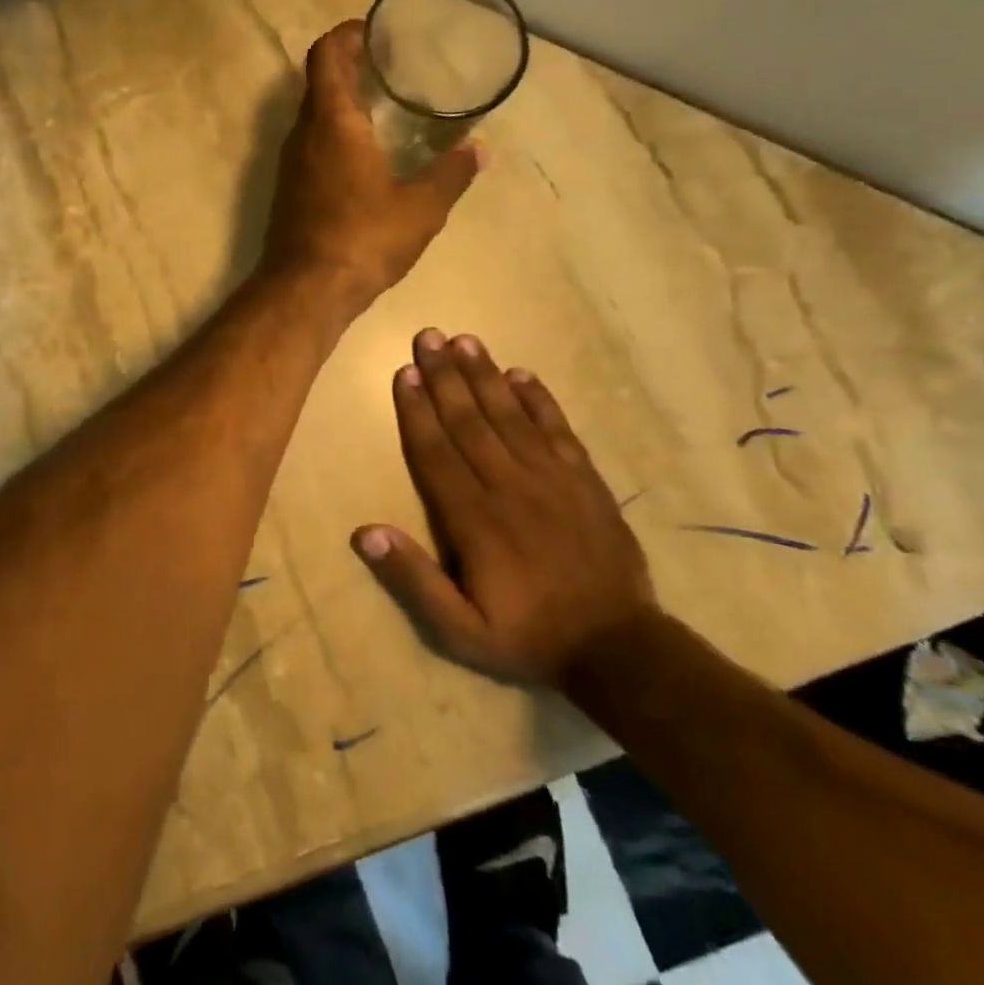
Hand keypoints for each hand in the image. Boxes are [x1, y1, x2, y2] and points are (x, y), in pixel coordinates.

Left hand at [261, 21, 478, 318]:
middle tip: (390, 66)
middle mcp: (303, 134)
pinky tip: (365, 155)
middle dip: (351, 66)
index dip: (347, 35)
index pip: (326, 55)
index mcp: (332, 122)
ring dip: (342, 102)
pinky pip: (311, 146)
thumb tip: (479, 150)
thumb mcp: (421, 207)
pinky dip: (334, 134)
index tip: (375, 31)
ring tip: (384, 106)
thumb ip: (451, 174)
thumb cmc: (363, 239)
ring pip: (313, 116)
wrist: (305, 290)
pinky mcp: (288, 191)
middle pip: (319, 82)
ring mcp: (290, 164)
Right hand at [352, 330, 656, 685]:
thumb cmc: (527, 636)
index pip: (436, 452)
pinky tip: (521, 374)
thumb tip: (364, 532)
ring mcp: (552, 478)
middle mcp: (509, 486)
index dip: (417, 410)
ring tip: (465, 341)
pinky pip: (558, 430)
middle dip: (445, 376)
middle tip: (428, 336)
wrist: (618, 649)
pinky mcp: (584, 480)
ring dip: (485, 376)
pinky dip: (539, 400)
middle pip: (469, 421)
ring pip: (510, 416)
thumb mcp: (459, 630)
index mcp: (474, 519)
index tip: (405, 372)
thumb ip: (413, 580)